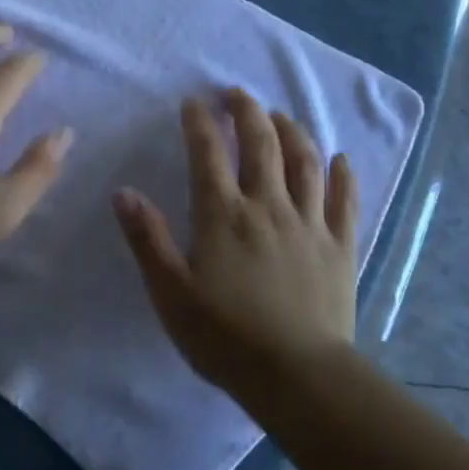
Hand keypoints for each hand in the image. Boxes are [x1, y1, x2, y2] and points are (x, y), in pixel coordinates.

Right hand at [114, 89, 357, 400]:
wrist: (298, 376)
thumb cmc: (225, 337)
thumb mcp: (171, 292)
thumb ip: (148, 239)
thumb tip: (123, 192)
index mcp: (223, 214)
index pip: (208, 152)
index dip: (200, 122)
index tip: (194, 101)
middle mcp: (268, 205)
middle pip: (261, 143)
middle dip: (248, 111)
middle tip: (237, 93)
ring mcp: (309, 222)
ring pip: (304, 161)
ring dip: (292, 131)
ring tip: (280, 116)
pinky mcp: (340, 245)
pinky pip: (345, 200)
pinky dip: (343, 175)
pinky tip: (341, 158)